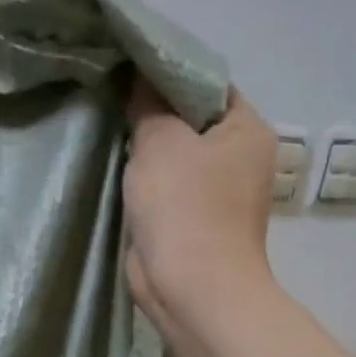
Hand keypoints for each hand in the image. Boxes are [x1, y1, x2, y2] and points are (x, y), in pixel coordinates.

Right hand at [123, 80, 277, 329]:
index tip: (128, 68)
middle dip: (153, 110)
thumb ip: (149, 105)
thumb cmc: (184, 206)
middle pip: (191, 119)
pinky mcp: (193, 218)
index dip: (169, 73)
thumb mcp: (161, 142)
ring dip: (146, 146)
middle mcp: (239, 157)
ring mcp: (217, 191)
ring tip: (108, 125)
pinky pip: (166, 185)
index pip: (208, 84)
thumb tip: (141, 78)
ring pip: (176, 154)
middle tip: (112, 96)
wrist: (191, 288)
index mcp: (246, 129)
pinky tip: (115, 165)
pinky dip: (144, 177)